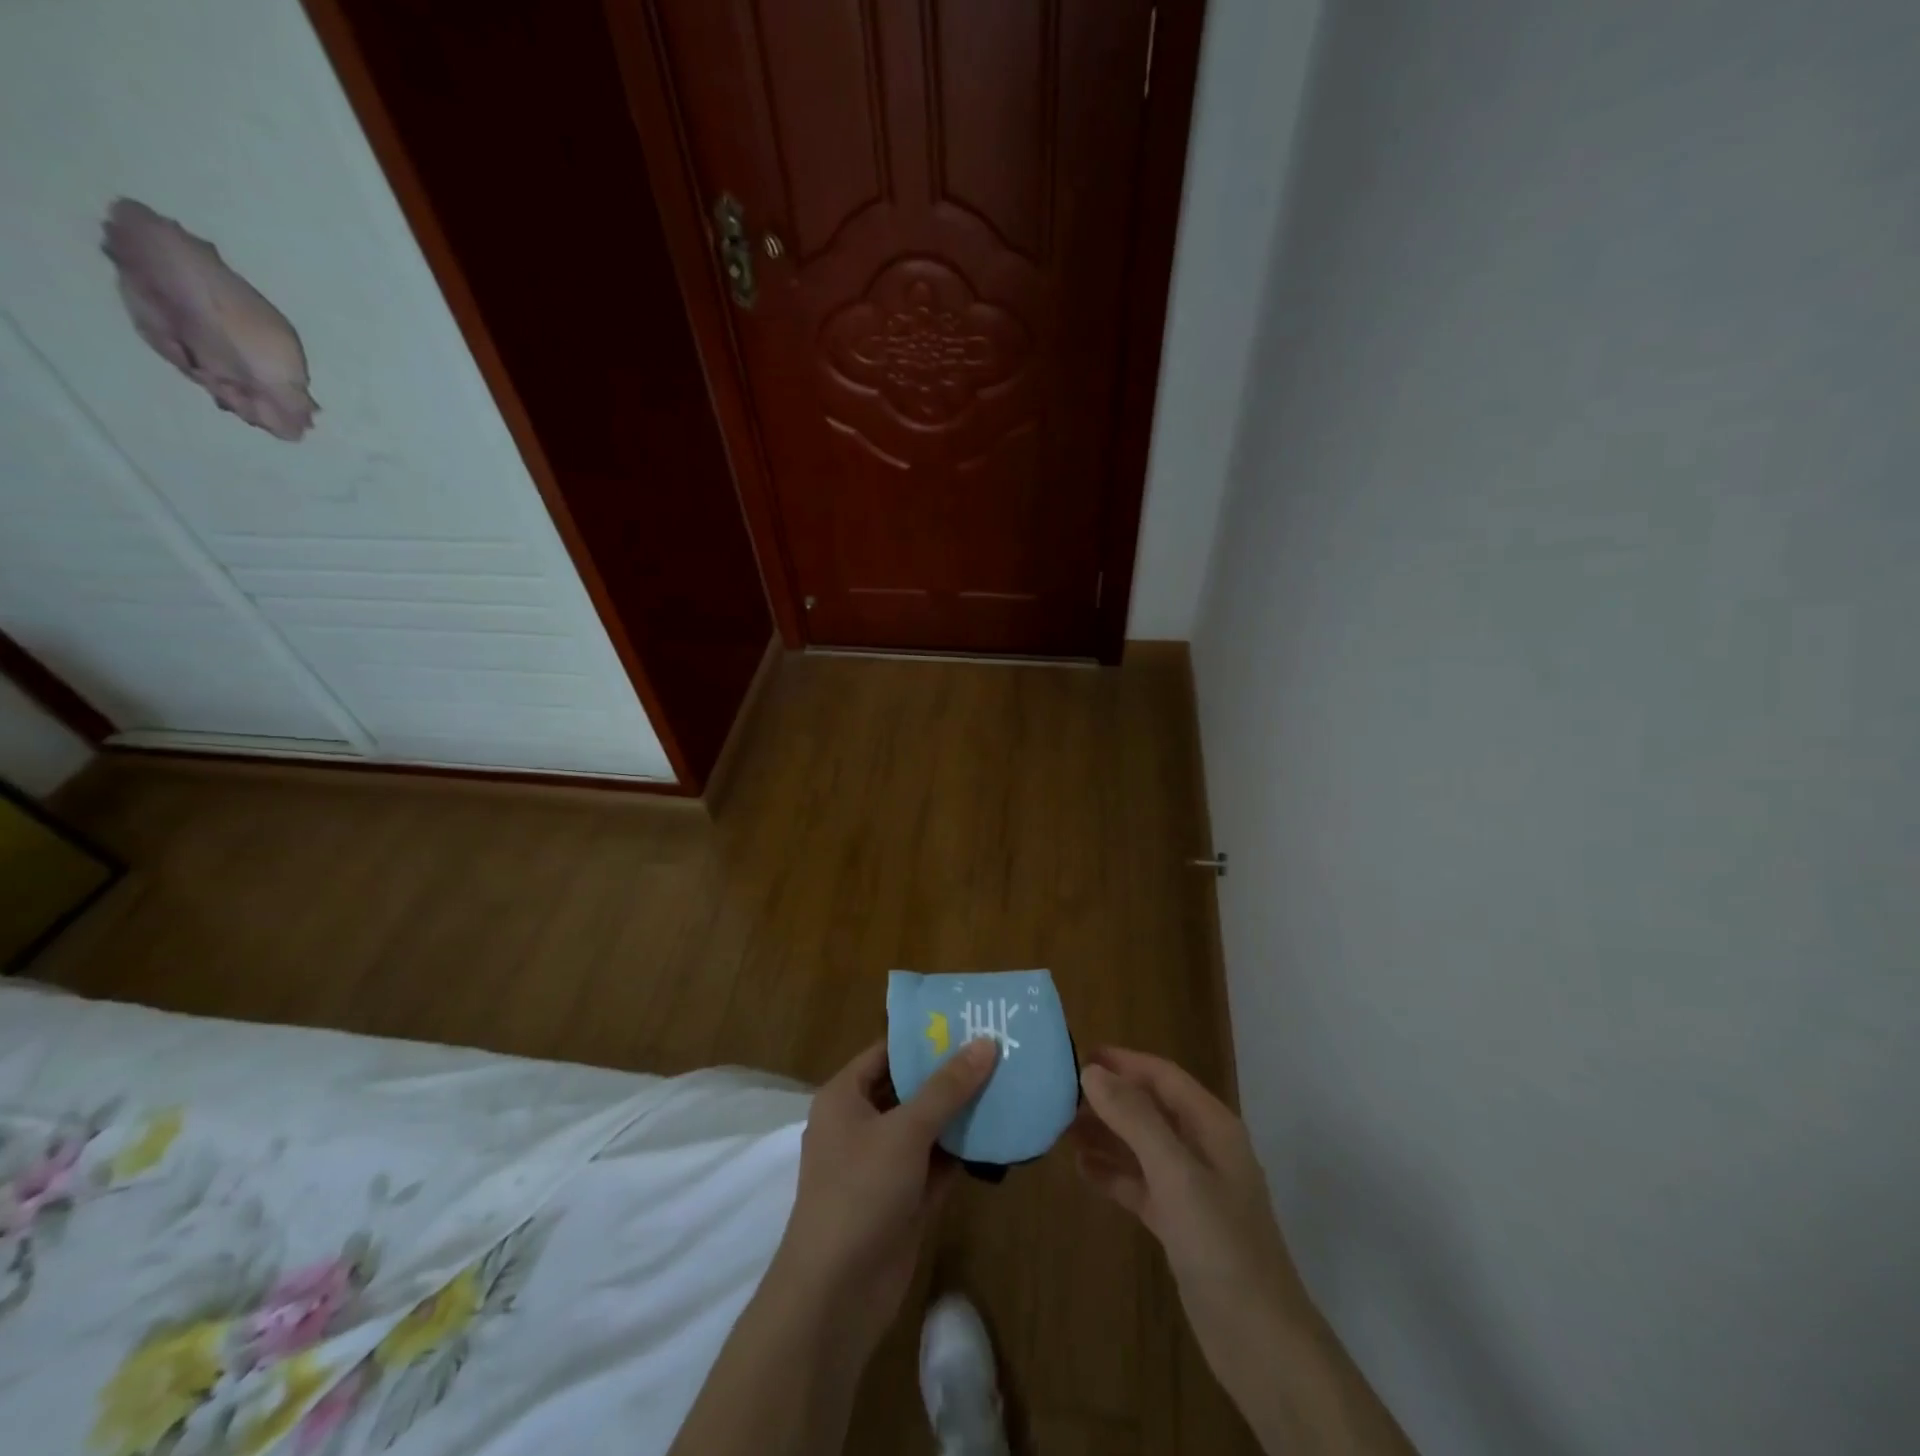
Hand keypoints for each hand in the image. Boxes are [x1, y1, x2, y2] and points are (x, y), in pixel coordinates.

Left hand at [770, 1037, 997, 1357]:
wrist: (836, 1296)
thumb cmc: (860, 1192)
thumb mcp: (905, 1131)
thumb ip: (947, 1088)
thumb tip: (986, 1043)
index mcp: (845, 1097)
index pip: (887, 1052)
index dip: (925, 1037)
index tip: (968, 1021)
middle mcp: (861, 1124)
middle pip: (910, 1087)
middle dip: (950, 1073)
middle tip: (998, 1048)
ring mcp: (883, 1164)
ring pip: (927, 1126)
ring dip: (961, 1111)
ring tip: (1008, 1081)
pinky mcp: (905, 1198)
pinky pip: (937, 1162)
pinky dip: (963, 1149)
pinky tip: (1000, 1131)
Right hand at [1074, 1048, 1304, 1380]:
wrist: (1260, 1342)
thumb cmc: (1221, 1244)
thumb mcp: (1175, 1173)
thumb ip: (1134, 1118)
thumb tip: (1092, 1072)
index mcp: (1212, 1126)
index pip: (1163, 1076)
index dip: (1123, 1062)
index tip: (1077, 1055)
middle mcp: (1203, 1149)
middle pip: (1150, 1108)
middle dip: (1109, 1098)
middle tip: (1059, 1093)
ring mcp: (1192, 1188)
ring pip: (1141, 1145)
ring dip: (1106, 1133)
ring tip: (1060, 1126)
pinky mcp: (1179, 1223)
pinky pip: (1139, 1183)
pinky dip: (1112, 1173)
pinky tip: (1080, 1169)